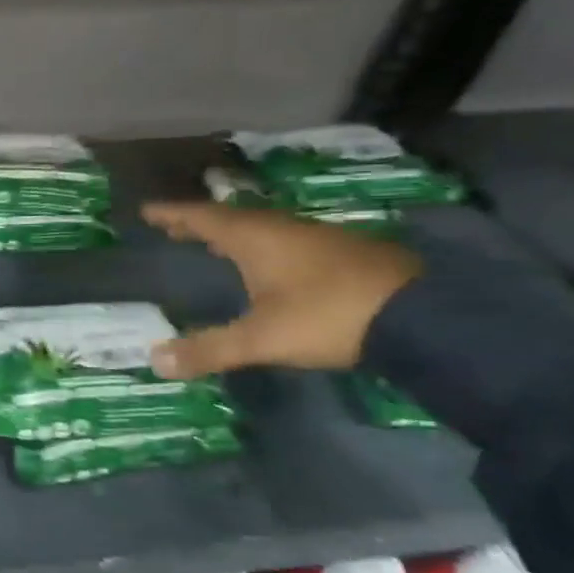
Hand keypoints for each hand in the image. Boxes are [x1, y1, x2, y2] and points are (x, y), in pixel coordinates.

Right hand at [140, 201, 422, 377]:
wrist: (426, 316)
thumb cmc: (328, 316)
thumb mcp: (262, 338)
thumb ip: (209, 349)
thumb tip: (155, 362)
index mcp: (255, 238)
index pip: (203, 218)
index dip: (173, 214)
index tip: (147, 210)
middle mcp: (283, 228)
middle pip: (232, 218)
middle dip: (200, 223)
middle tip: (174, 227)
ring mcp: (318, 238)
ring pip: (263, 227)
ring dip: (233, 233)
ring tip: (214, 243)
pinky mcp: (345, 253)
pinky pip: (287, 239)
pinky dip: (263, 245)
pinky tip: (268, 263)